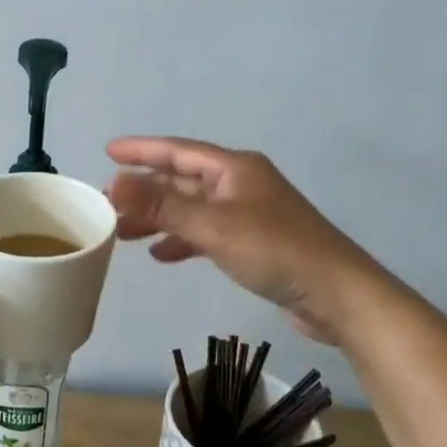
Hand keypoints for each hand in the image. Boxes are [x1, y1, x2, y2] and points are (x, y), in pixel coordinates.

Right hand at [104, 136, 381, 344]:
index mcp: (234, 168)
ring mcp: (248, 214)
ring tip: (123, 232)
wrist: (339, 296)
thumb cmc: (275, 251)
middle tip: (107, 203)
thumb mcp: (213, 226)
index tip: (108, 151)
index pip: (178, 151)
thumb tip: (113, 182)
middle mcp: (240, 184)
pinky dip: (182, 240)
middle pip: (182, 180)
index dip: (142, 150)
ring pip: (192, 208)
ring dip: (159, 217)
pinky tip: (161, 255)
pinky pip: (206, 233)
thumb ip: (162, 205)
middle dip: (145, 190)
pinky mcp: (254, 243)